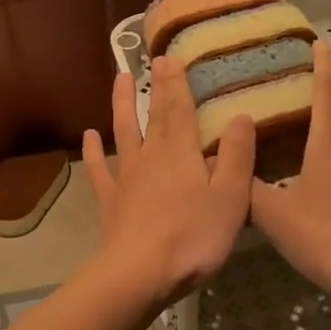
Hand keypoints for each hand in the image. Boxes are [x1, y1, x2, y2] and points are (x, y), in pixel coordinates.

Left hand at [82, 57, 254, 314]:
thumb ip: (237, 156)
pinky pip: (100, 170)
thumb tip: (241, 116)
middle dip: (156, 86)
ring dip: (120, 105)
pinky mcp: (111, 201)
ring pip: (123, 132)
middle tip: (153, 59)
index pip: (179, 108)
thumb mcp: (231, 197)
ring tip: (119, 79)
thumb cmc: (193, 237)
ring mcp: (127, 177)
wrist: (139, 274)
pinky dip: (94, 152)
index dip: (176, 82)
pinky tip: (89, 136)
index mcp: (181, 153)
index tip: (171, 55)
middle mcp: (151, 156)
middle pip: (153, 115)